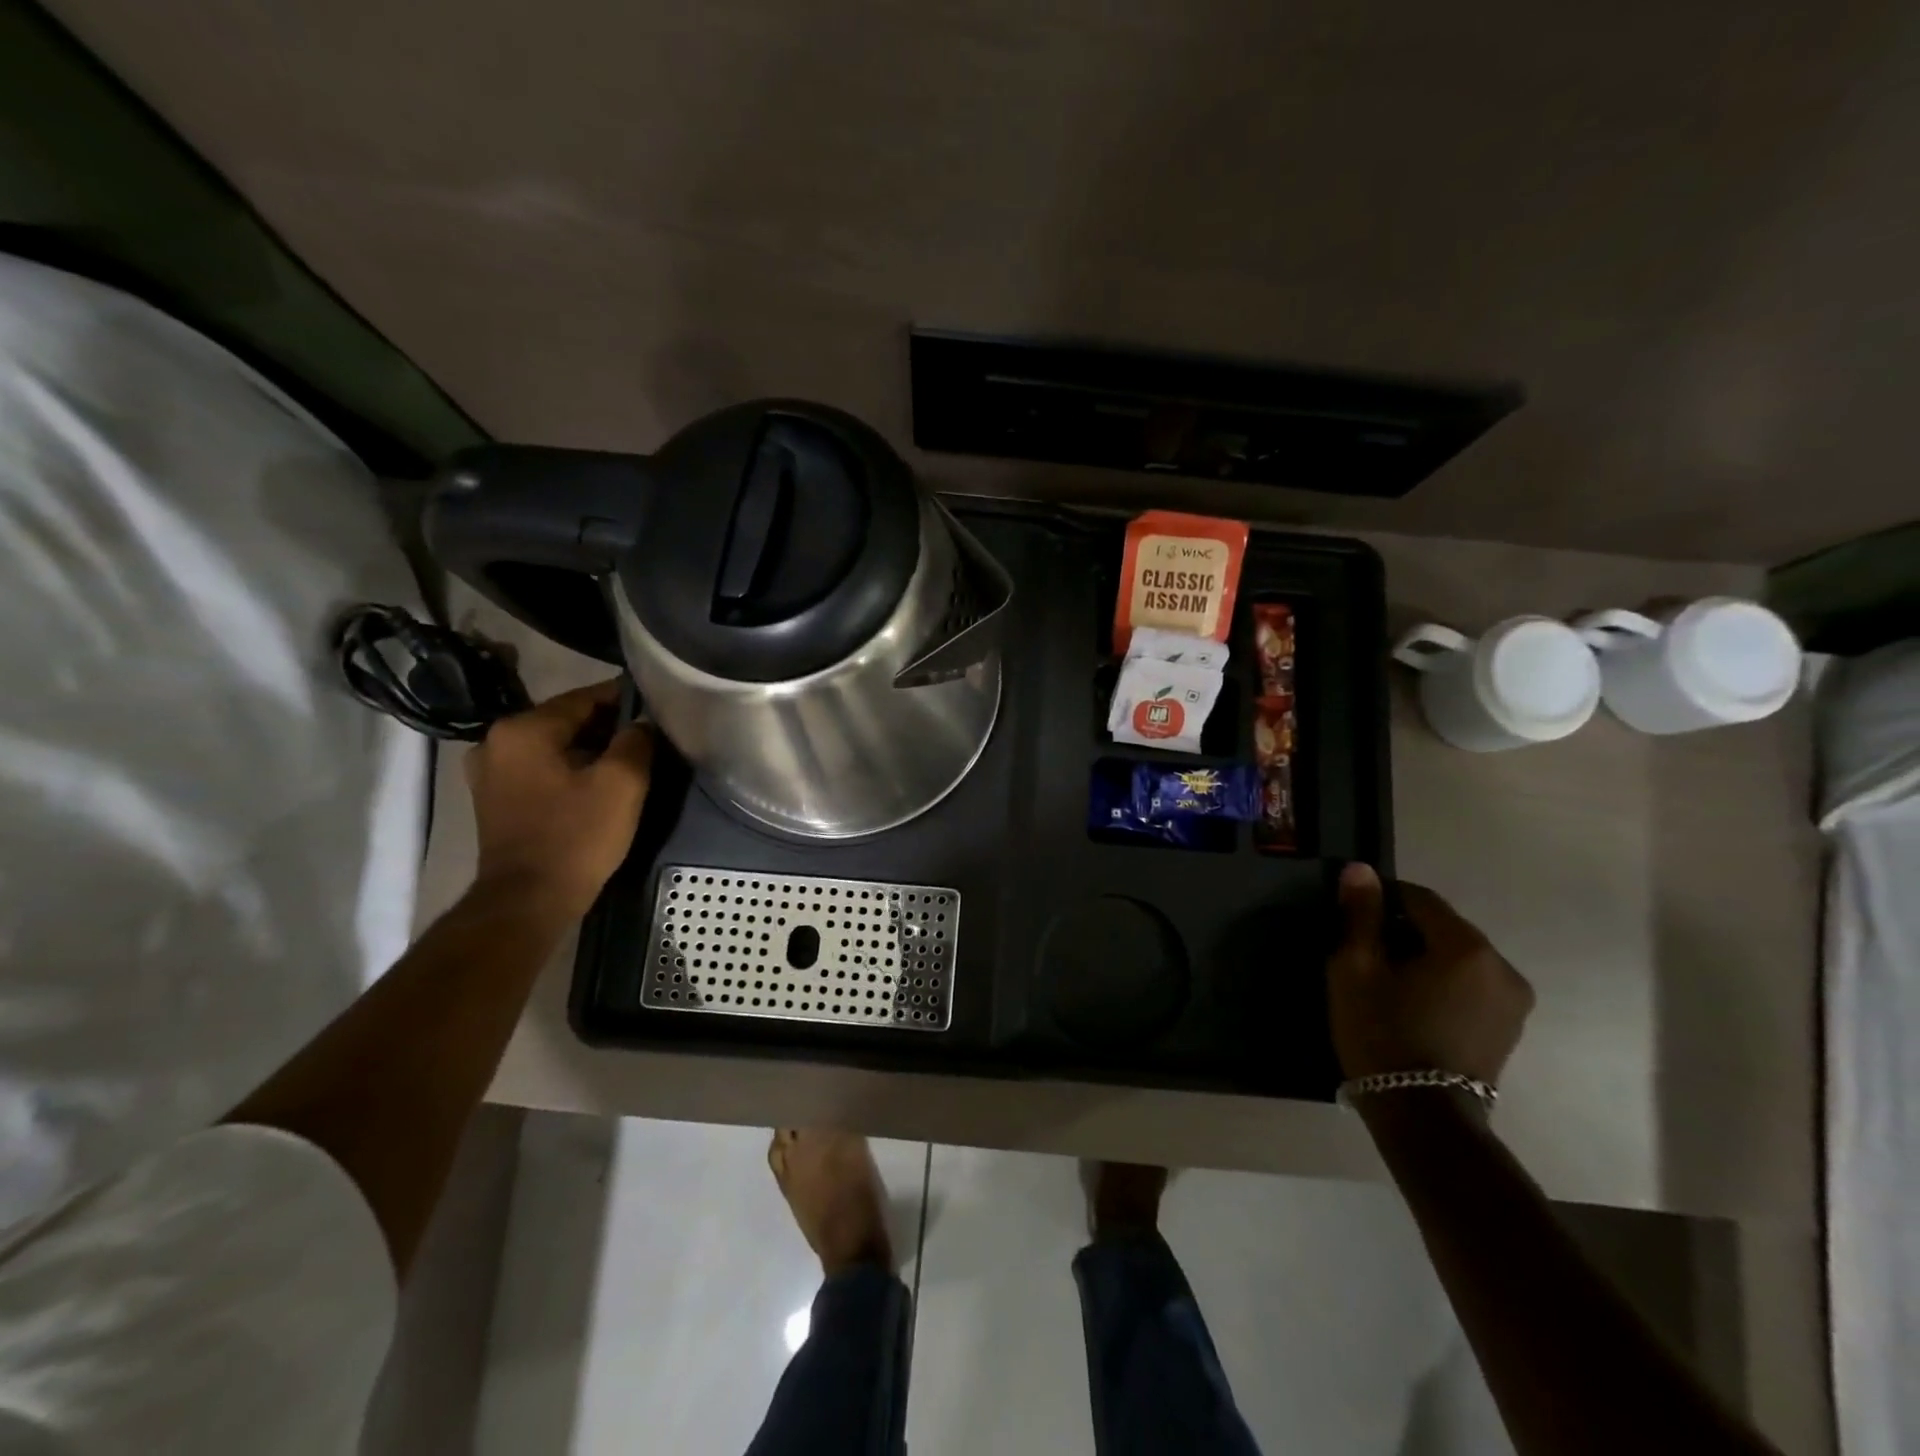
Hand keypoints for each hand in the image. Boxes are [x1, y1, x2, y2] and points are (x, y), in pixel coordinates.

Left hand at [465, 680, 653, 917]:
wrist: (528, 902)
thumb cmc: (576, 837)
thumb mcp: (622, 783)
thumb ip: (636, 741)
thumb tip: (641, 724)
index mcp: (524, 729)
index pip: (584, 697)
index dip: (624, 698)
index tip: (656, 703)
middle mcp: (496, 741)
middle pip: (566, 720)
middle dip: (607, 726)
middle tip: (647, 737)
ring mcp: (490, 772)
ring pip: (554, 745)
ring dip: (589, 749)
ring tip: (627, 759)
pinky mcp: (495, 798)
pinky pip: (541, 768)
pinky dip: (569, 768)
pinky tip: (596, 783)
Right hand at [1327, 864, 1533, 1086]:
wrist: (1421, 1116)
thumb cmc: (1381, 1033)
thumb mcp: (1355, 968)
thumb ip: (1360, 914)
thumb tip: (1361, 870)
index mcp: (1467, 947)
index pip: (1419, 898)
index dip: (1381, 899)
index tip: (1351, 917)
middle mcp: (1502, 967)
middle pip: (1442, 927)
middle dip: (1403, 930)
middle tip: (1364, 954)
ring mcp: (1513, 1001)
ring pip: (1457, 957)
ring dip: (1424, 958)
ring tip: (1387, 982)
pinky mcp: (1509, 1027)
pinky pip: (1470, 984)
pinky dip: (1442, 982)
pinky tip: (1413, 1004)